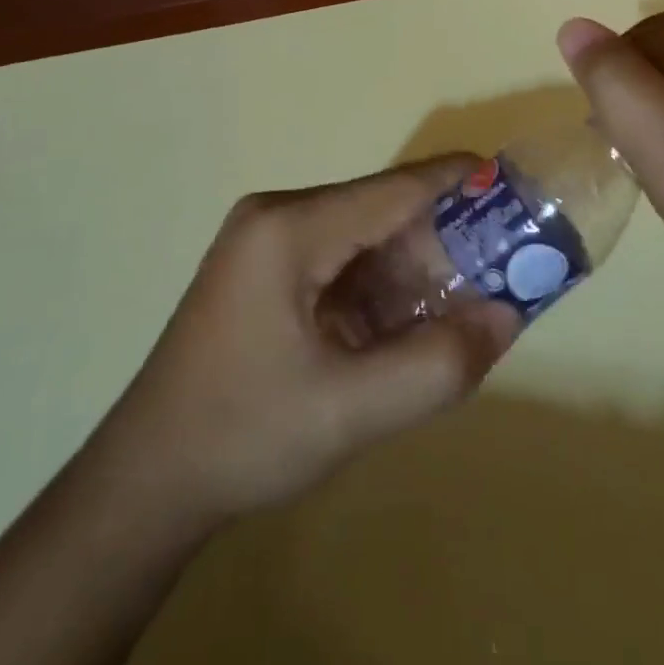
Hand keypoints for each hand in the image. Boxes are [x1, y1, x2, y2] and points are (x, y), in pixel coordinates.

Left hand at [106, 157, 520, 523]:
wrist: (146, 480)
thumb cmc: (243, 436)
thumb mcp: (350, 411)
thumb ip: (437, 365)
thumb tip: (508, 316)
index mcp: (290, 228)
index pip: (395, 189)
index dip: (459, 184)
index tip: (516, 190)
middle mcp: (278, 215)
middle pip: (381, 210)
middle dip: (442, 239)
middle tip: (501, 270)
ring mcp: (267, 239)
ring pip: (364, 237)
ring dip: (413, 268)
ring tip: (463, 303)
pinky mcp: (265, 267)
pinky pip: (341, 259)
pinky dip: (380, 286)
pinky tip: (406, 323)